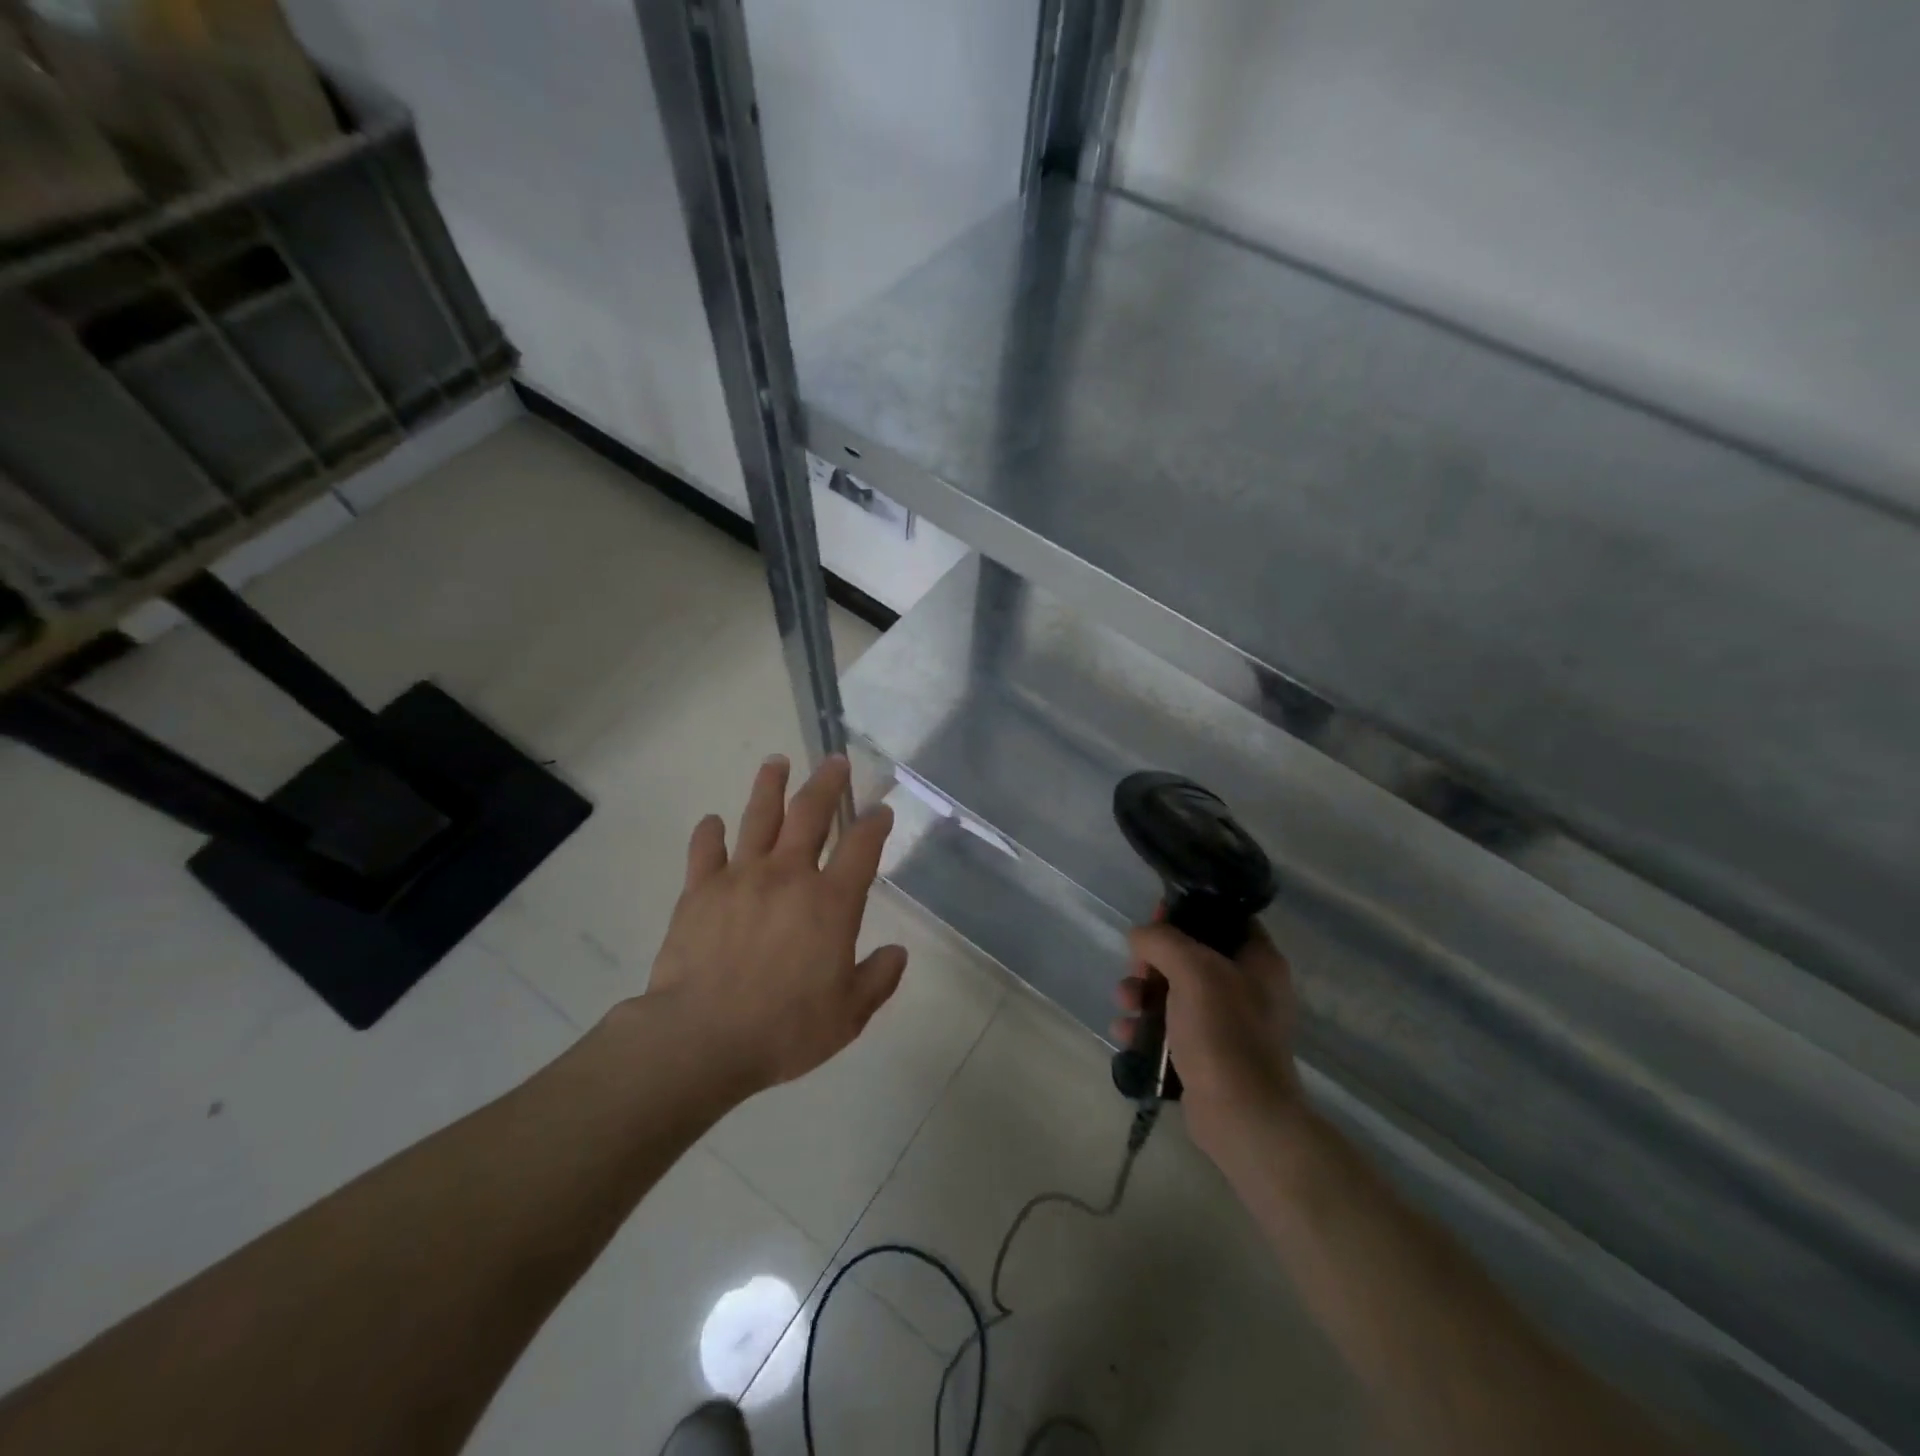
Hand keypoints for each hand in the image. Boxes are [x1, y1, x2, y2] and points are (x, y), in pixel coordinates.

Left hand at [643, 754, 906, 1095]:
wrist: (702, 1037)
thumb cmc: (784, 1028)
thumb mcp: (848, 1015)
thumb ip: (878, 979)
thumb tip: (898, 953)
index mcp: (830, 902)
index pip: (861, 847)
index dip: (875, 823)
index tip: (882, 809)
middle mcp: (789, 876)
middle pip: (810, 814)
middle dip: (827, 783)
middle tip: (835, 761)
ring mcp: (741, 877)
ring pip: (759, 817)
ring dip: (770, 786)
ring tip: (776, 762)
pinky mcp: (700, 890)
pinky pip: (705, 851)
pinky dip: (710, 833)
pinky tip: (713, 821)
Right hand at [1113, 921, 1302, 1160]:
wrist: (1242, 1117)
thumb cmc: (1224, 1033)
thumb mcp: (1193, 971)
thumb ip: (1162, 940)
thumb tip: (1140, 937)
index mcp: (1258, 961)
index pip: (1223, 917)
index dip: (1187, 912)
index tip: (1155, 916)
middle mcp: (1246, 987)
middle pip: (1190, 955)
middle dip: (1153, 960)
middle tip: (1137, 969)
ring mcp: (1226, 1024)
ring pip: (1173, 991)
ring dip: (1141, 993)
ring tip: (1124, 1003)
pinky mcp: (1206, 1054)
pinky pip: (1168, 1027)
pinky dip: (1145, 1026)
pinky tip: (1125, 1033)